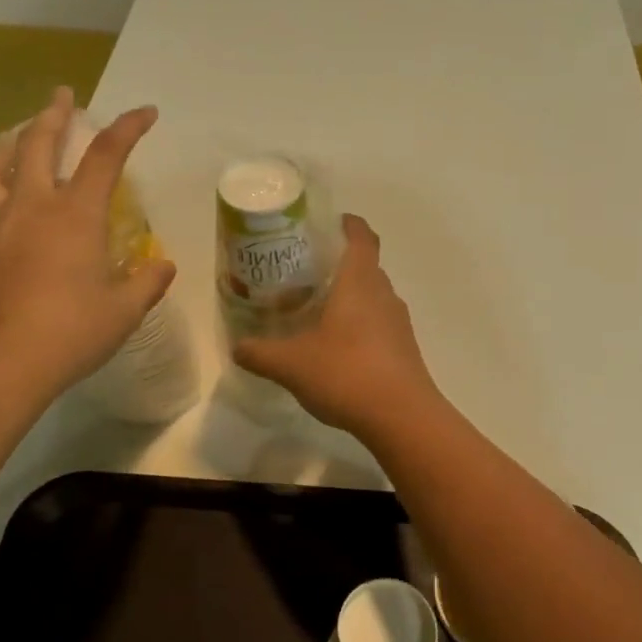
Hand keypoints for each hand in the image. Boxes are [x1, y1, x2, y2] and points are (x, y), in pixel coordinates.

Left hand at [0, 88, 175, 400]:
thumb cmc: (68, 336)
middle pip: (38, 142)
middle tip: (62, 95)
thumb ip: (146, 284)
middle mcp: (29, 205)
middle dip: (55, 113)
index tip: (146, 112)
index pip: (105, 156)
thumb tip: (163, 267)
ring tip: (15, 135)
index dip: (128, 128)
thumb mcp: (122, 313)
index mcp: (74, 215)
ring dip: (9, 142)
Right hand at [233, 214, 440, 436]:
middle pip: (365, 266)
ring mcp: (398, 323)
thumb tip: (236, 347)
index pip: (361, 236)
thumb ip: (259, 353)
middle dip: (338, 265)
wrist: (402, 418)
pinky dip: (359, 326)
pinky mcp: (404, 349)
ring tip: (316, 311)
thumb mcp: (290, 364)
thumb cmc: (346, 373)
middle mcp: (384, 294)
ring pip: (372, 297)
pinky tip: (336, 349)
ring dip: (349, 298)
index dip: (347, 224)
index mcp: (359, 282)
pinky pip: (379, 324)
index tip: (327, 223)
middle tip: (304, 274)